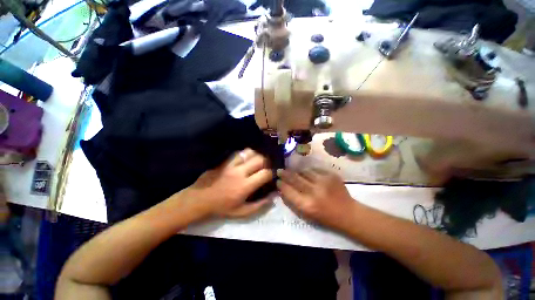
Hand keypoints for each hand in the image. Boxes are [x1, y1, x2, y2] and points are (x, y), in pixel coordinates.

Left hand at [183, 149, 273, 218]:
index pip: (265, 173)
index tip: (272, 175)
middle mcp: (240, 172)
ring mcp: (231, 165)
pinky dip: (246, 154)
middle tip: (266, 167)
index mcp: (245, 186)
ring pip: (249, 153)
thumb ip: (260, 205)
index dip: (272, 173)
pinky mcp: (225, 162)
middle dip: (266, 162)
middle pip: (259, 159)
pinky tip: (247, 158)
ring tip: (258, 161)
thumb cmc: (222, 207)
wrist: (200, 199)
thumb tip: (274, 196)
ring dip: (256, 155)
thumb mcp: (242, 212)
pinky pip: (238, 153)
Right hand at [277, 168, 356, 228]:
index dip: (281, 184)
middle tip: (279, 170)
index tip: (277, 180)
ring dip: (297, 172)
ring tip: (294, 172)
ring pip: (304, 171)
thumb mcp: (306, 214)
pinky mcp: (331, 175)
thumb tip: (283, 187)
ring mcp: (323, 181)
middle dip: (285, 174)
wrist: (348, 213)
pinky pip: (314, 169)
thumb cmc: (325, 217)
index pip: (288, 190)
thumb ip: (293, 200)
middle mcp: (314, 191)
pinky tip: (307, 174)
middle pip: (294, 178)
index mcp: (307, 205)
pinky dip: (308, 171)